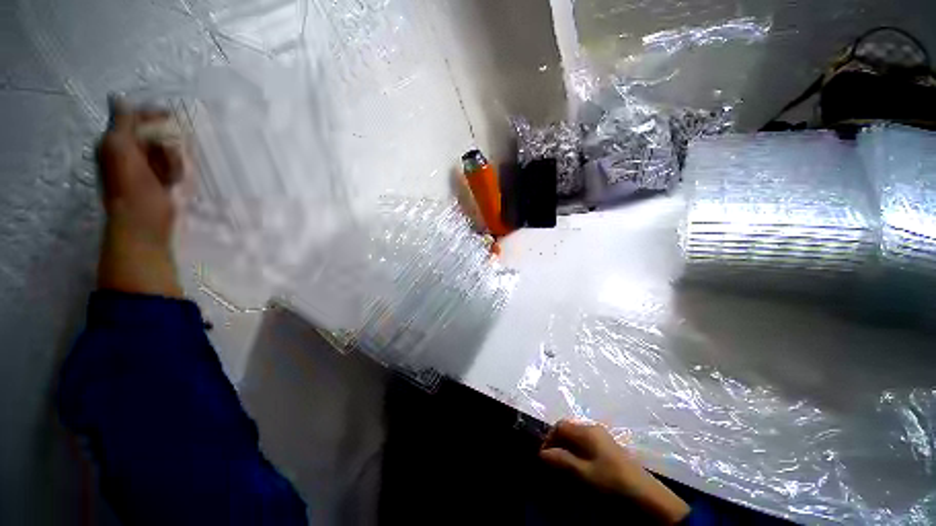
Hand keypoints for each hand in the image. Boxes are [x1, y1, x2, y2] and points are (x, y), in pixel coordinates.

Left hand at [96, 97, 184, 297]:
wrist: (144, 222)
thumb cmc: (132, 186)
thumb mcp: (120, 148)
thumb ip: (121, 123)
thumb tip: (117, 97)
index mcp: (115, 142)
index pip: (135, 118)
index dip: (153, 116)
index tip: (171, 118)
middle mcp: (127, 152)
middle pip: (154, 136)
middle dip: (165, 144)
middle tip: (167, 157)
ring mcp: (144, 168)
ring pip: (166, 152)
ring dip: (172, 160)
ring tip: (170, 175)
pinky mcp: (158, 181)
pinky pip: (171, 167)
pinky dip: (175, 172)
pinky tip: (173, 182)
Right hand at [540, 420, 689, 523]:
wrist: (645, 493)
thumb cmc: (611, 480)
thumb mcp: (583, 473)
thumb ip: (561, 461)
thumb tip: (542, 453)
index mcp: (586, 431)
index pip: (560, 426)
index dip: (549, 439)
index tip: (544, 456)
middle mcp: (593, 428)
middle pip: (568, 429)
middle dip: (557, 443)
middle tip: (552, 461)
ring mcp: (602, 436)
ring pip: (576, 436)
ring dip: (566, 447)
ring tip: (563, 465)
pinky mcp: (608, 445)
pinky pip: (585, 442)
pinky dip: (576, 450)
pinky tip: (578, 465)